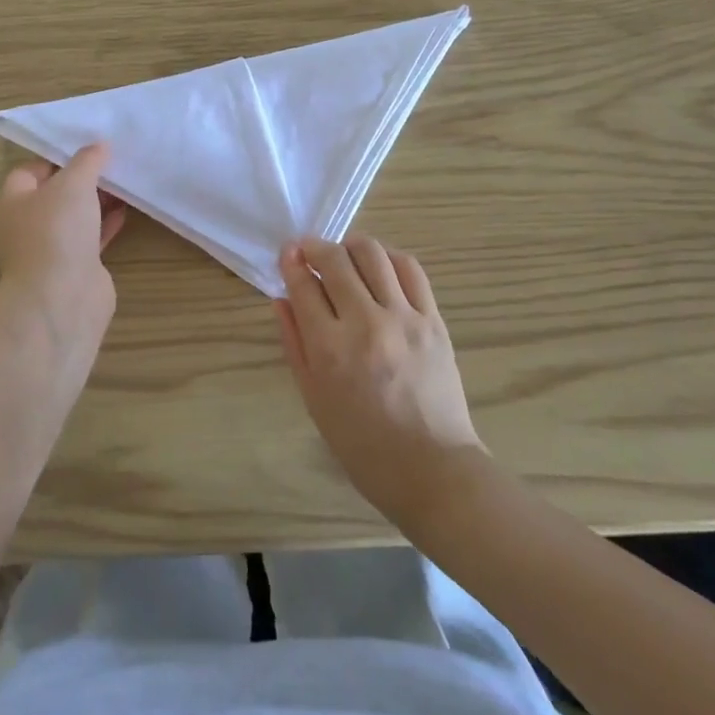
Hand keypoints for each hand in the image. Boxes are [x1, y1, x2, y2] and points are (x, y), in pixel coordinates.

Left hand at [0, 143, 127, 349]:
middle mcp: (28, 223)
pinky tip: (126, 210)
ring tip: (124, 180)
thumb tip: (98, 145)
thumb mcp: (73, 183)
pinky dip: (106, 223)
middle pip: (56, 192)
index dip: (57, 156)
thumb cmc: (57, 231)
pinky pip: (91, 236)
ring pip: (76, 215)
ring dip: (97, 200)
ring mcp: (52, 247)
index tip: (86, 146)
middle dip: (82, 177)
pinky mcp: (75, 266)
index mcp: (14, 200)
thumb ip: (87, 160)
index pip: (31, 169)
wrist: (62, 298)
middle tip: (111, 161)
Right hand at [278, 236, 485, 529]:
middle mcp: (365, 323)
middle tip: (308, 251)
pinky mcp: (433, 319)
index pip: (303, 285)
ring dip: (351, 246)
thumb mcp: (314, 399)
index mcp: (330, 349)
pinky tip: (380, 267)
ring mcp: (403, 318)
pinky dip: (389, 258)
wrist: (431, 469)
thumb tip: (281, 298)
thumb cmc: (363, 444)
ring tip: (344, 256)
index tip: (287, 254)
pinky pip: (410, 269)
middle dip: (315, 247)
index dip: (290, 262)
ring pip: (373, 254)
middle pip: (335, 260)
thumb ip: (295, 343)